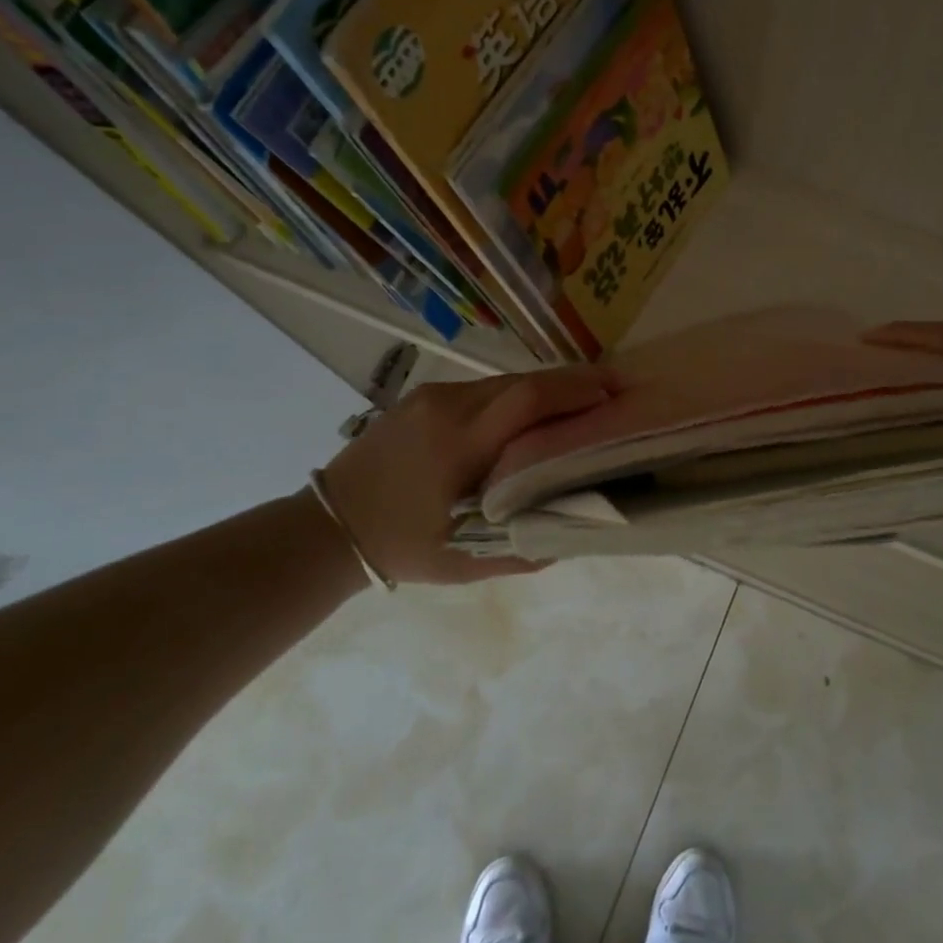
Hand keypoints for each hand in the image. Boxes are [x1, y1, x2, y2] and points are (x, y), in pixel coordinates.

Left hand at [319, 364, 619, 584]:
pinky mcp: (424, 395)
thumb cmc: (402, 546)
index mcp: (459, 444)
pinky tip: (532, 417)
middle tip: (612, 393)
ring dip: (545, 391)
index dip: (577, 390)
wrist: (326, 527)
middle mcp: (448, 406)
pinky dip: (517, 398)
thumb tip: (579, 528)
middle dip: (572, 384)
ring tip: (580, 406)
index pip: (529, 399)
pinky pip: (484, 389)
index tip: (616, 393)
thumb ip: (527, 546)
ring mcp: (433, 395)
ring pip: (505, 381)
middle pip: (524, 381)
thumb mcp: (467, 562)